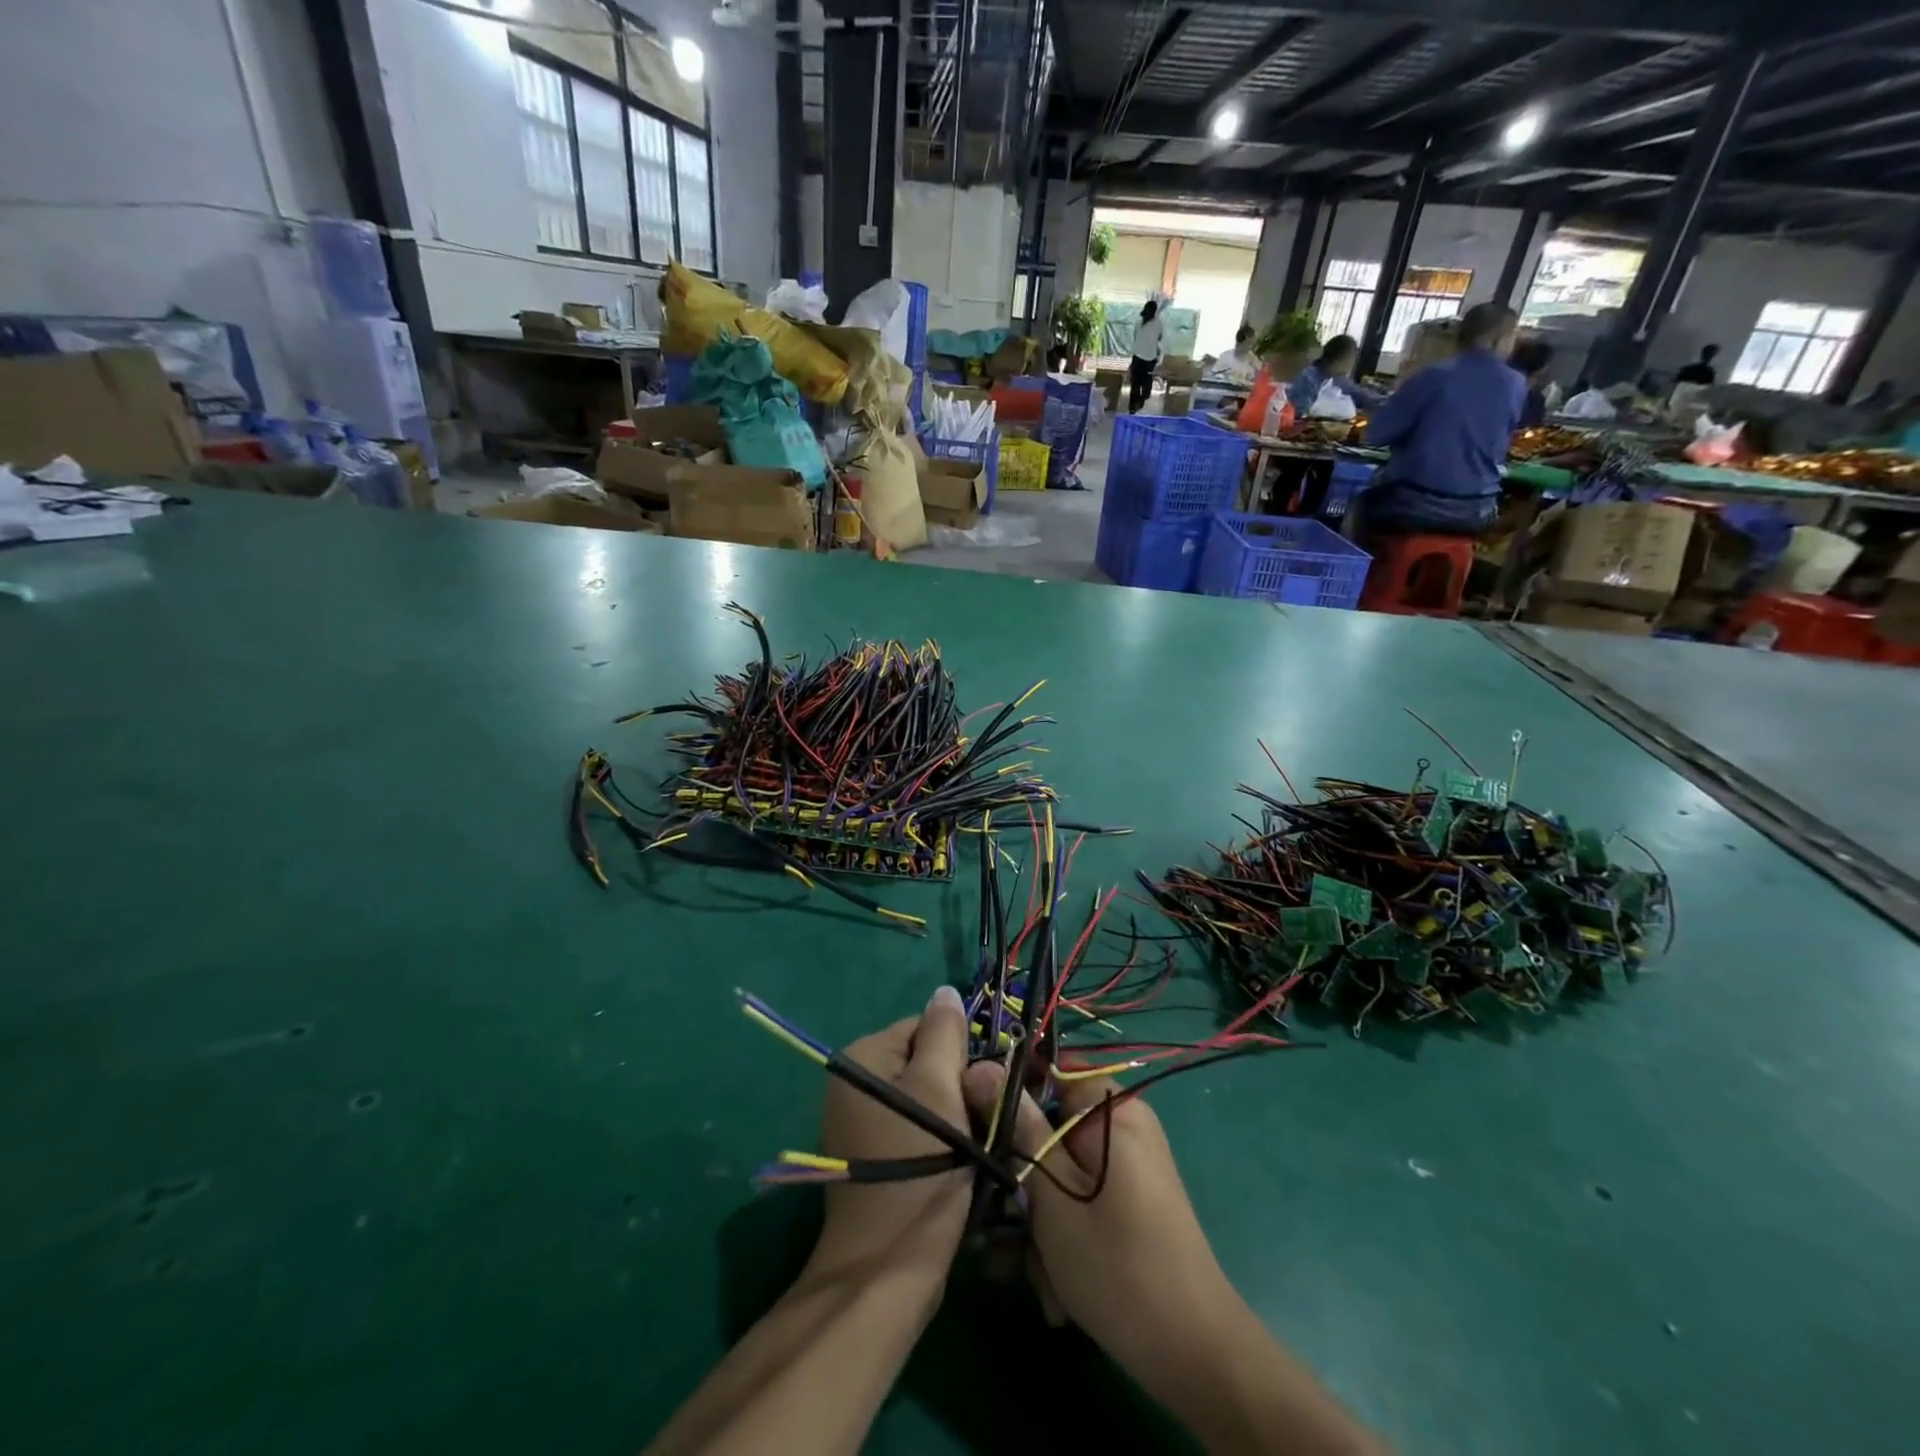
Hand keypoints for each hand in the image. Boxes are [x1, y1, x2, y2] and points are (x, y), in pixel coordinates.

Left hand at [802, 985, 972, 1304]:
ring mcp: (860, 1124)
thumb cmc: (918, 1166)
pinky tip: (958, 1165)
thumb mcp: (938, 1087)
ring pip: (927, 1098)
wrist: (889, 1269)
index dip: (960, 1050)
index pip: (924, 1026)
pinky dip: (941, 1139)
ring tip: (974, 1146)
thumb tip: (944, 990)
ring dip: (956, 1115)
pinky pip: (917, 1128)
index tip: (982, 1085)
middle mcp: (853, 1085)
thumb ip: (944, 1033)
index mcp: (860, 1059)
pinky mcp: (874, 1158)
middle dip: (959, 1085)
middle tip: (980, 1120)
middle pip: (925, 1062)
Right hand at [962, 1068, 1387, 1454]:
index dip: (1010, 1089)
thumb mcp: (1051, 1192)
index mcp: (1111, 1108)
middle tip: (1003, 1225)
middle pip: (1050, 1125)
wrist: (1193, 1355)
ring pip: (1061, 1169)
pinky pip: (1081, 1195)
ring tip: (1033, 1273)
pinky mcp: (1130, 1199)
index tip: (978, 1123)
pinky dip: (1063, 1233)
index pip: (1049, 1067)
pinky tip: (1055, 1286)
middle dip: (1023, 1179)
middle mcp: (1123, 1126)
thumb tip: (980, 1066)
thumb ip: (1016, 1125)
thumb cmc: (1115, 1264)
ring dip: (1038, 1220)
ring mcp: (1128, 1164)